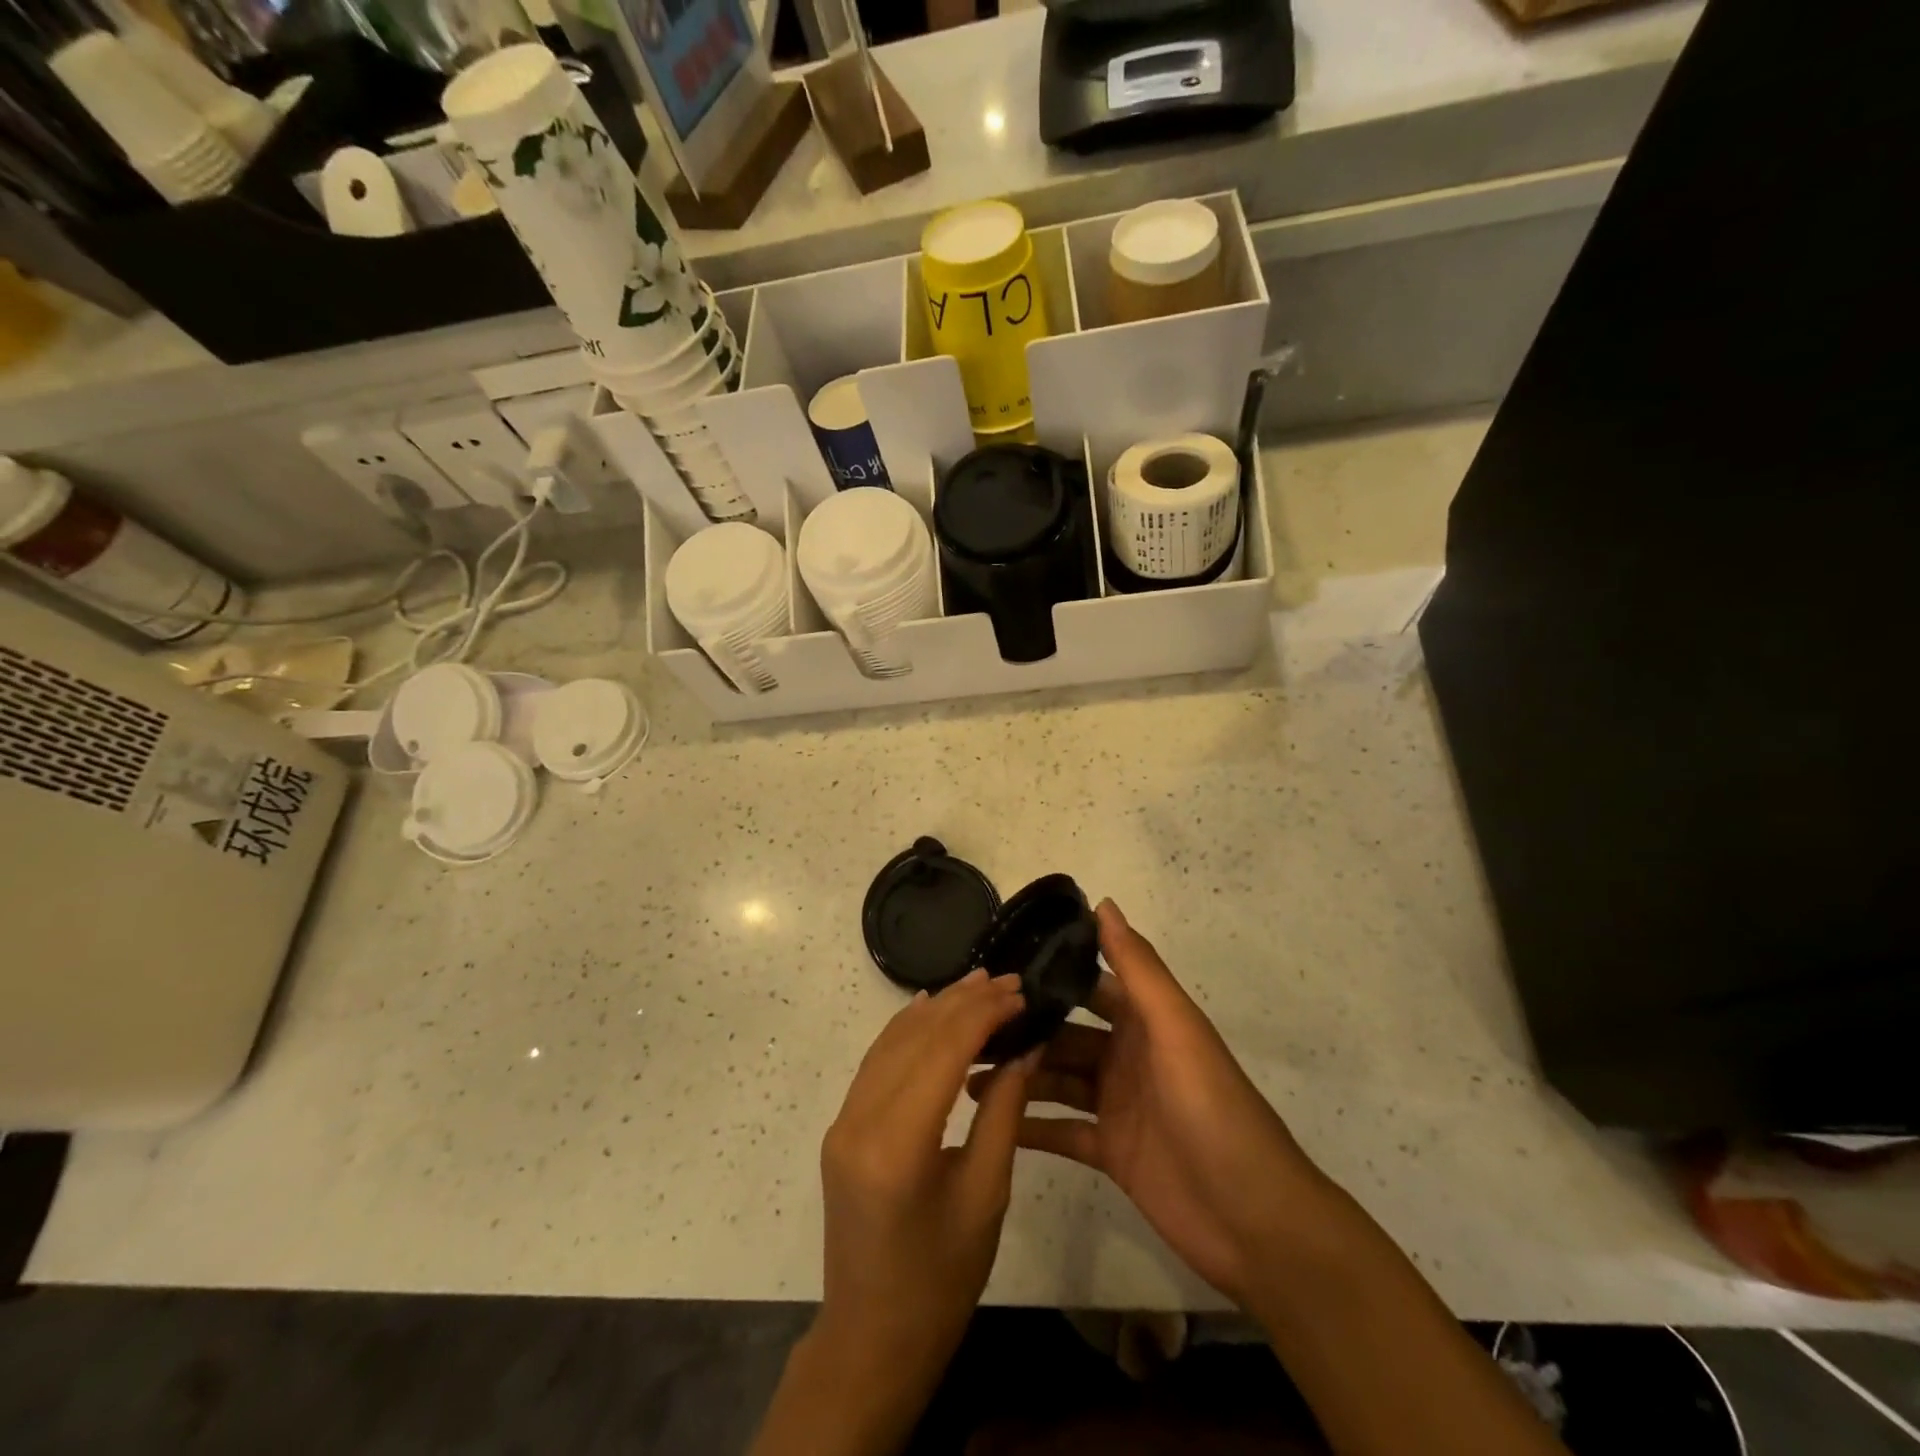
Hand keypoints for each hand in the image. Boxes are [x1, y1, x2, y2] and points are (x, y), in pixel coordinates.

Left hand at [818, 969, 1038, 1379]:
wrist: (871, 1339)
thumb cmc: (941, 1280)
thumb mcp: (986, 1195)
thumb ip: (1003, 1112)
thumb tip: (1025, 1046)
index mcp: (897, 1143)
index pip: (943, 1049)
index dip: (983, 1013)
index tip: (1019, 992)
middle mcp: (859, 1119)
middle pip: (915, 1037)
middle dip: (963, 1002)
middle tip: (1007, 981)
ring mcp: (843, 1120)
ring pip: (892, 1041)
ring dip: (936, 1009)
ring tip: (978, 984)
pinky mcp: (842, 1126)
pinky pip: (877, 1062)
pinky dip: (906, 1030)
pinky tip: (930, 1011)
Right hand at [970, 900, 1328, 1303]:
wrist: (1256, 1221)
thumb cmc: (1214, 1110)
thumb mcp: (1176, 1029)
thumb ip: (1138, 968)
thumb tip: (1102, 902)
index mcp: (1145, 1021)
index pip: (1089, 984)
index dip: (1049, 973)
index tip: (997, 967)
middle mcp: (1127, 1056)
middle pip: (1064, 1035)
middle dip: (1023, 1030)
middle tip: (968, 1030)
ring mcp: (1117, 1105)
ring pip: (1057, 1080)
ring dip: (1019, 1077)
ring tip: (966, 1076)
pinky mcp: (1111, 1151)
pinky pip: (1061, 1132)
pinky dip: (1030, 1127)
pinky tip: (989, 1123)